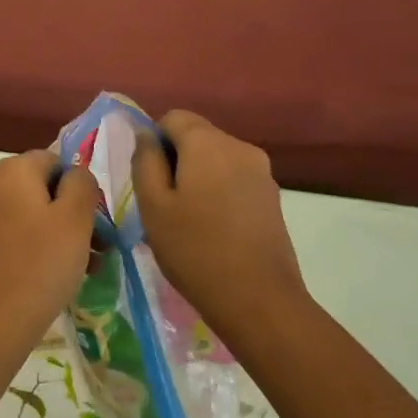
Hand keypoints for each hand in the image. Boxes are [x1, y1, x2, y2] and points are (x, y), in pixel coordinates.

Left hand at [0, 151, 100, 350]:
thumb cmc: (40, 266)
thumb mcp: (76, 220)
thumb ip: (82, 185)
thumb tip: (75, 174)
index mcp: (10, 171)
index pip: (51, 160)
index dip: (76, 187)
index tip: (91, 222)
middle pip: (34, 189)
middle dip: (65, 215)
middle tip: (92, 251)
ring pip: (18, 216)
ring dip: (47, 234)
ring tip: (74, 271)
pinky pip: (0, 238)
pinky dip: (22, 249)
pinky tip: (39, 280)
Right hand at [131, 111, 304, 338]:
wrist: (259, 300)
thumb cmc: (195, 250)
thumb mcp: (153, 205)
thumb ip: (145, 161)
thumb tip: (146, 135)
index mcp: (208, 142)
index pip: (172, 117)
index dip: (154, 142)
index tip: (150, 179)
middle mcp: (239, 146)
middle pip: (197, 136)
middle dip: (176, 159)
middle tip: (164, 203)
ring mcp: (261, 172)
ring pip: (216, 158)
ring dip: (198, 177)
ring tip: (189, 220)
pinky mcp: (272, 196)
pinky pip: (234, 178)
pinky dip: (218, 191)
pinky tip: (213, 228)